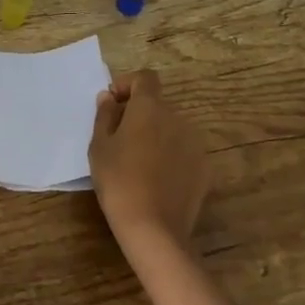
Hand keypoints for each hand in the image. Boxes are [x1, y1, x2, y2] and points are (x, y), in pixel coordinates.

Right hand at [88, 69, 208, 245]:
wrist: (153, 227)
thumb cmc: (118, 180)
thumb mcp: (99, 147)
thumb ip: (104, 116)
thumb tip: (108, 97)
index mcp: (150, 107)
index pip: (145, 78)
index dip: (128, 85)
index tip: (113, 104)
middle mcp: (177, 117)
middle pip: (158, 105)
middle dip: (139, 115)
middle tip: (119, 139)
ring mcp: (195, 142)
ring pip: (171, 128)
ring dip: (156, 135)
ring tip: (138, 162)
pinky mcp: (205, 167)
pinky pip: (183, 151)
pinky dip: (170, 156)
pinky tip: (156, 179)